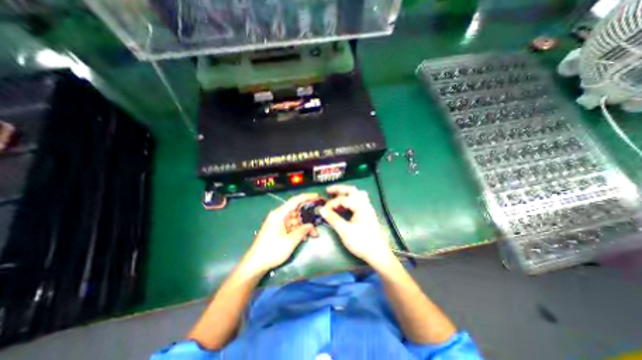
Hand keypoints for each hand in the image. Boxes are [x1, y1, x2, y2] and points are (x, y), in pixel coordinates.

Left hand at [243, 194, 319, 271]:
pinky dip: (299, 230)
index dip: (307, 197)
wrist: (256, 264)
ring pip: (296, 219)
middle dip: (308, 215)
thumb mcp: (290, 241)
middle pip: (297, 210)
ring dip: (305, 225)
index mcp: (280, 214)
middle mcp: (279, 215)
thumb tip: (311, 225)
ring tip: (315, 234)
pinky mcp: (279, 229)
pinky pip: (292, 226)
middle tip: (319, 218)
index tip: (318, 196)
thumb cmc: (272, 251)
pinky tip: (306, 237)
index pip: (295, 200)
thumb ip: (302, 231)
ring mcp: (279, 222)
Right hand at [319, 185, 393, 266]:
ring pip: (356, 194)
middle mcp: (365, 204)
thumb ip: (333, 219)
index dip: (332, 203)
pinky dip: (350, 200)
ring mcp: (367, 208)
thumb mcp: (345, 231)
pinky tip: (345, 205)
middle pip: (352, 190)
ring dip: (345, 193)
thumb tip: (321, 210)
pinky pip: (358, 201)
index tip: (323, 210)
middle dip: (339, 189)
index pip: (343, 199)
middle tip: (328, 190)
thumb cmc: (362, 242)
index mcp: (361, 206)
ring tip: (336, 196)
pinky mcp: (367, 213)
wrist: (378, 254)